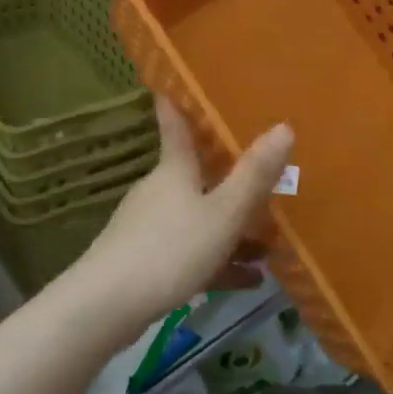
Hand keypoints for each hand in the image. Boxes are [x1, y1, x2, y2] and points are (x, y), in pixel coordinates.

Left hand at [70, 100, 292, 338]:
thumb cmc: (171, 249)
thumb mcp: (223, 213)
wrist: (108, 305)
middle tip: (262, 181)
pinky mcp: (146, 264)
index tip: (170, 88)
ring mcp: (149, 229)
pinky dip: (219, 262)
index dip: (176, 108)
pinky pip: (191, 254)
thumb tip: (283, 126)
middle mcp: (159, 193)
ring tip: (269, 246)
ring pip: (198, 220)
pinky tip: (249, 280)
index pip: (175, 129)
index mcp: (174, 172)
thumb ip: (254, 176)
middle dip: (228, 182)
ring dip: (231, 231)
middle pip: (196, 178)